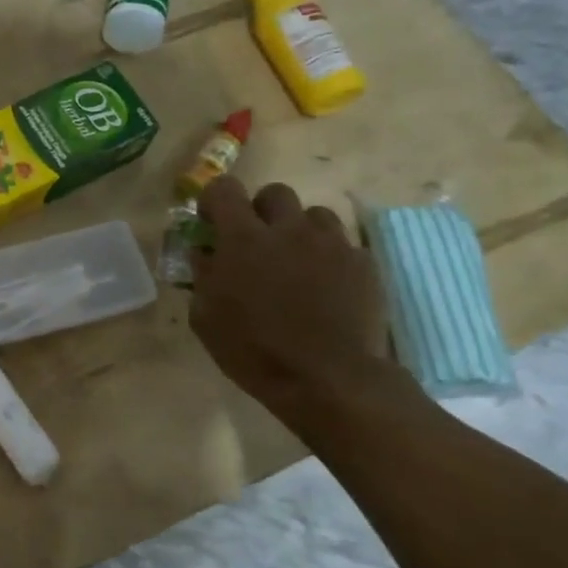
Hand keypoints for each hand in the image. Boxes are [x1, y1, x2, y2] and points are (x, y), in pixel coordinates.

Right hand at [189, 178, 391, 417]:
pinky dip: (330, 257)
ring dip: (300, 230)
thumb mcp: (205, 317)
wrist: (328, 378)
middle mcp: (288, 230)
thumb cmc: (253, 349)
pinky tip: (326, 286)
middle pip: (275, 193)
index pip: (224, 189)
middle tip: (257, 241)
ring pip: (315, 215)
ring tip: (296, 261)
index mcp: (243, 239)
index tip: (212, 223)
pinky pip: (344, 245)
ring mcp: (331, 244)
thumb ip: (203, 275)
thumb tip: (205, 253)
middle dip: (261, 210)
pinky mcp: (364, 264)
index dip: (215, 200)